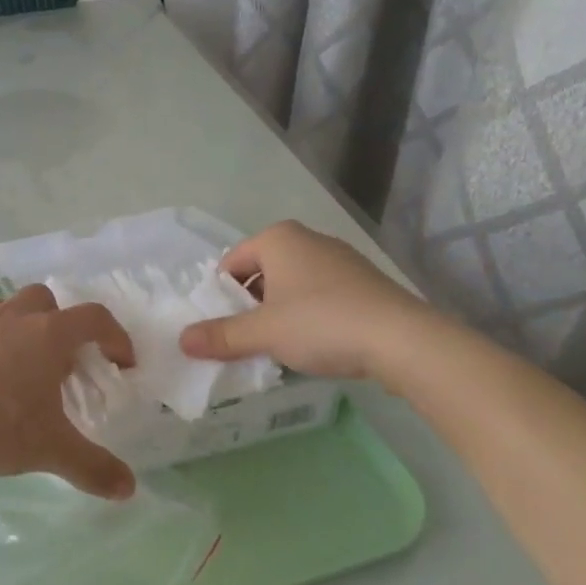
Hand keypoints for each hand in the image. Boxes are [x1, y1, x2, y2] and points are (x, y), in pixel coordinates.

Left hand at [0, 285, 137, 500]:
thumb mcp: (49, 450)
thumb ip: (92, 467)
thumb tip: (128, 489)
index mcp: (46, 334)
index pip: (93, 319)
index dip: (115, 336)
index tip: (121, 362)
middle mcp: (11, 317)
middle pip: (45, 300)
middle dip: (60, 322)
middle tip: (60, 362)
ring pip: (5, 309)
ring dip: (20, 330)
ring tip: (18, 371)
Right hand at [178, 220, 432, 382]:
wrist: (404, 340)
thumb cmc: (321, 323)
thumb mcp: (263, 333)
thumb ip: (221, 336)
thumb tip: (182, 341)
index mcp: (278, 238)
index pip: (231, 264)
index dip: (222, 297)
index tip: (225, 328)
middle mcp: (308, 239)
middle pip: (261, 273)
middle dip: (251, 306)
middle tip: (248, 340)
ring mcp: (341, 259)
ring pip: (292, 285)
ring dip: (280, 313)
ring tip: (281, 347)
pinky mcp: (364, 282)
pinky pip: (321, 295)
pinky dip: (310, 316)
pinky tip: (317, 344)